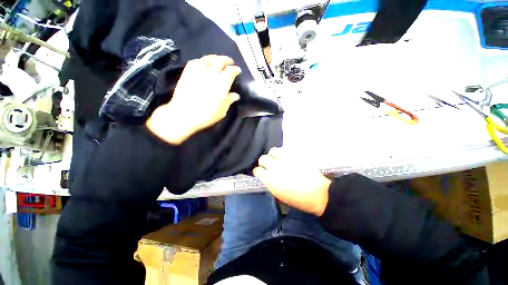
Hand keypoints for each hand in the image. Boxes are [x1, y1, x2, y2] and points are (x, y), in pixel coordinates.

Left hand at [146, 55, 240, 144]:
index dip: (236, 69)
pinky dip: (201, 60)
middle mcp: (211, 74)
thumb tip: (236, 95)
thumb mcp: (221, 111)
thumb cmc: (206, 115)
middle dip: (227, 60)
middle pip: (220, 61)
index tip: (238, 70)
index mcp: (222, 84)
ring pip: (208, 59)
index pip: (231, 71)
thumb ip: (229, 101)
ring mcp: (198, 72)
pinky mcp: (187, 72)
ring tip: (218, 59)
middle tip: (230, 62)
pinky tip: (203, 63)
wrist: (183, 115)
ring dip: (215, 57)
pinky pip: (195, 61)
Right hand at [253, 147, 331, 215]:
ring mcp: (285, 159)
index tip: (261, 173)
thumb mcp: (279, 195)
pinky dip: (283, 153)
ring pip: (272, 150)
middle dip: (264, 162)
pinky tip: (287, 158)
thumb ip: (270, 183)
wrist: (318, 193)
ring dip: (273, 155)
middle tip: (269, 165)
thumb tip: (267, 176)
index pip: (257, 171)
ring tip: (277, 159)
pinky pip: (284, 150)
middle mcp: (275, 167)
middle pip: (262, 158)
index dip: (258, 172)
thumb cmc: (298, 199)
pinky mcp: (294, 155)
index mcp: (270, 180)